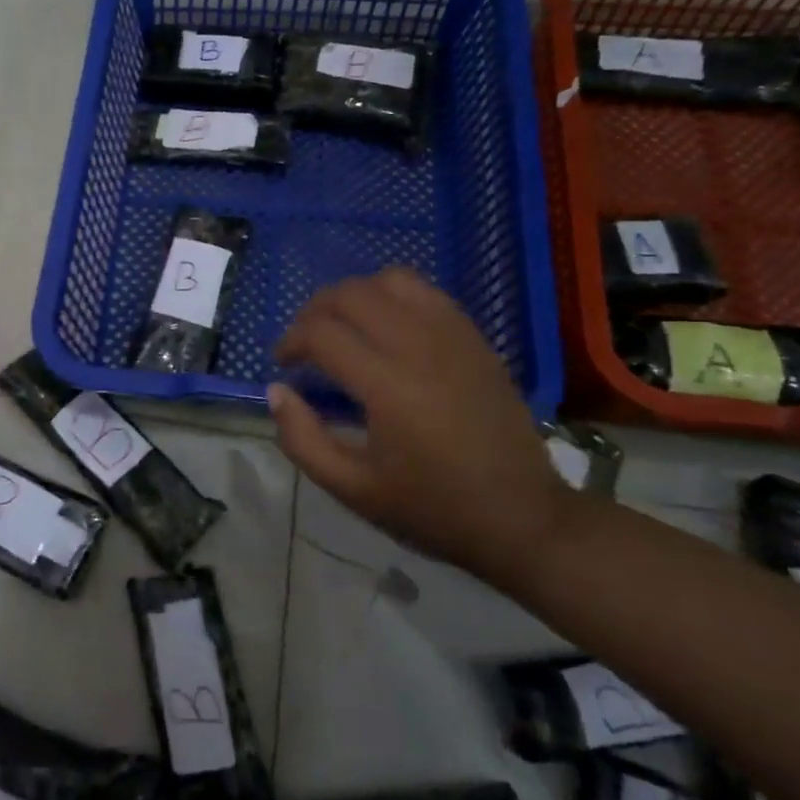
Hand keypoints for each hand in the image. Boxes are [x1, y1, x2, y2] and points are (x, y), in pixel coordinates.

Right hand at [269, 268, 576, 581]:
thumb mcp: (352, 490)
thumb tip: (277, 391)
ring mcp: (454, 338)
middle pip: (351, 294)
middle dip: (315, 310)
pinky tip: (387, 329)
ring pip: (391, 281)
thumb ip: (302, 439)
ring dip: (355, 296)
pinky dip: (393, 298)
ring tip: (345, 327)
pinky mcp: (476, 340)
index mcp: (388, 388)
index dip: (290, 341)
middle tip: (305, 342)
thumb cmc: (432, 509)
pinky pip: (427, 293)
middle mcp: (420, 348)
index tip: (283, 364)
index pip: (321, 333)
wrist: (523, 518)